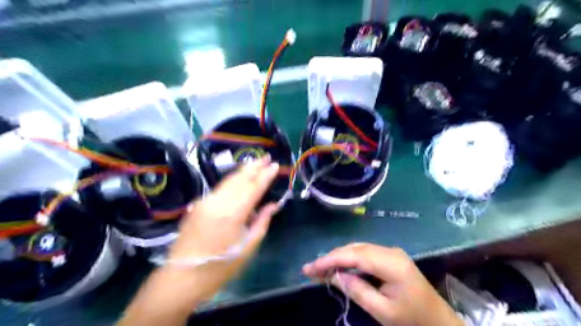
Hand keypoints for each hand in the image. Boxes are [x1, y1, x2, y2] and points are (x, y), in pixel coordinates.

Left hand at [119, 158, 280, 325]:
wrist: (183, 276)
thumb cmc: (221, 266)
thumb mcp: (248, 246)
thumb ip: (262, 221)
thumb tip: (273, 205)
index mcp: (233, 214)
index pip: (254, 188)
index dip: (265, 175)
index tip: (275, 165)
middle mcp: (218, 202)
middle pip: (239, 179)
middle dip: (254, 166)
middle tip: (266, 157)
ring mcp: (205, 201)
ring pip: (228, 180)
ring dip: (242, 171)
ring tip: (254, 163)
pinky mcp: (197, 204)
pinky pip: (219, 188)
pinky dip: (231, 180)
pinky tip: (238, 178)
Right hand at [304, 244, 462, 324]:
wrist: (439, 321)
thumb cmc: (413, 320)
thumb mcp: (383, 311)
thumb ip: (357, 290)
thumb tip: (335, 275)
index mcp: (391, 264)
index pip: (354, 256)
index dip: (330, 260)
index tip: (310, 268)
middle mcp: (390, 251)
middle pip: (354, 249)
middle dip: (331, 258)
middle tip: (311, 269)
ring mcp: (391, 252)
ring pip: (357, 249)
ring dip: (338, 258)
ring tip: (321, 269)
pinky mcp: (390, 256)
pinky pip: (364, 254)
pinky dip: (349, 260)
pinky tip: (340, 268)